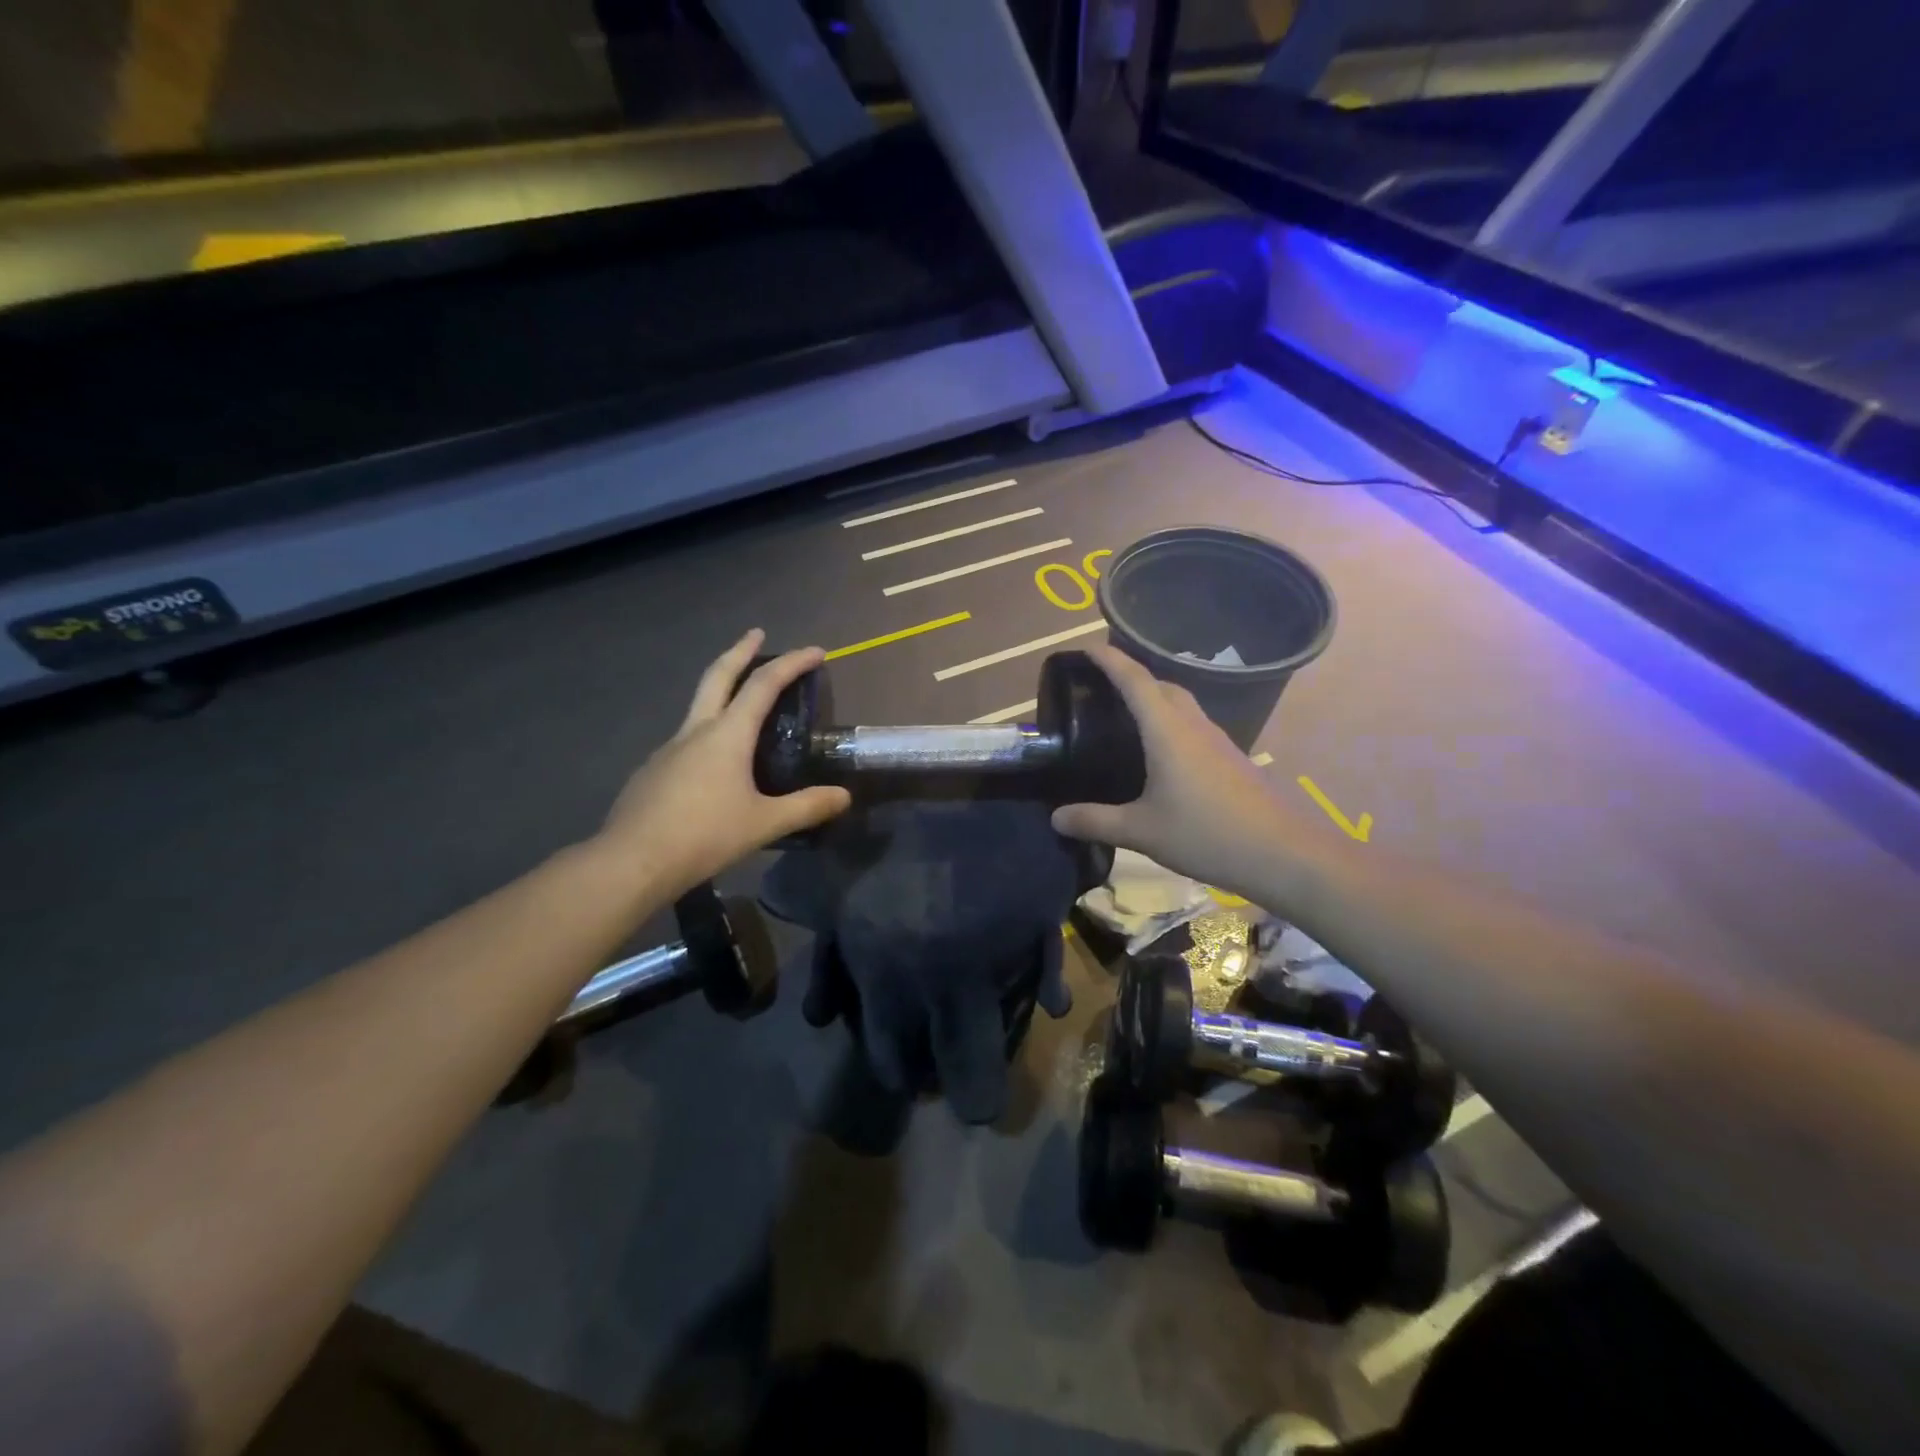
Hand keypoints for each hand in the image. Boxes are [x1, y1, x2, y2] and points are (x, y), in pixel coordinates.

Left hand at [595, 630, 850, 897]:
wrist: (632, 861)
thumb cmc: (704, 835)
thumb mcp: (764, 824)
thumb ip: (807, 807)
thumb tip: (843, 796)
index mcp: (727, 734)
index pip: (764, 684)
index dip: (792, 663)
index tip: (816, 651)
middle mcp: (696, 731)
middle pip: (718, 676)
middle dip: (740, 650)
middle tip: (756, 633)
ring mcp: (669, 748)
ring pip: (699, 705)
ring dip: (721, 688)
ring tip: (740, 699)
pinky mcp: (653, 770)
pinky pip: (687, 738)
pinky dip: (707, 729)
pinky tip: (714, 761)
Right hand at [1050, 645, 1303, 895]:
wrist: (1281, 854)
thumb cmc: (1206, 834)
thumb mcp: (1141, 831)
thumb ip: (1096, 821)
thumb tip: (1055, 818)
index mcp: (1167, 731)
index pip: (1135, 680)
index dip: (1110, 660)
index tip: (1086, 647)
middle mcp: (1193, 726)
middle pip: (1161, 686)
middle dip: (1132, 677)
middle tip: (1101, 688)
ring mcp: (1217, 742)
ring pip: (1181, 706)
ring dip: (1155, 700)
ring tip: (1126, 718)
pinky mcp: (1230, 760)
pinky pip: (1193, 727)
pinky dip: (1170, 725)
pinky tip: (1160, 756)